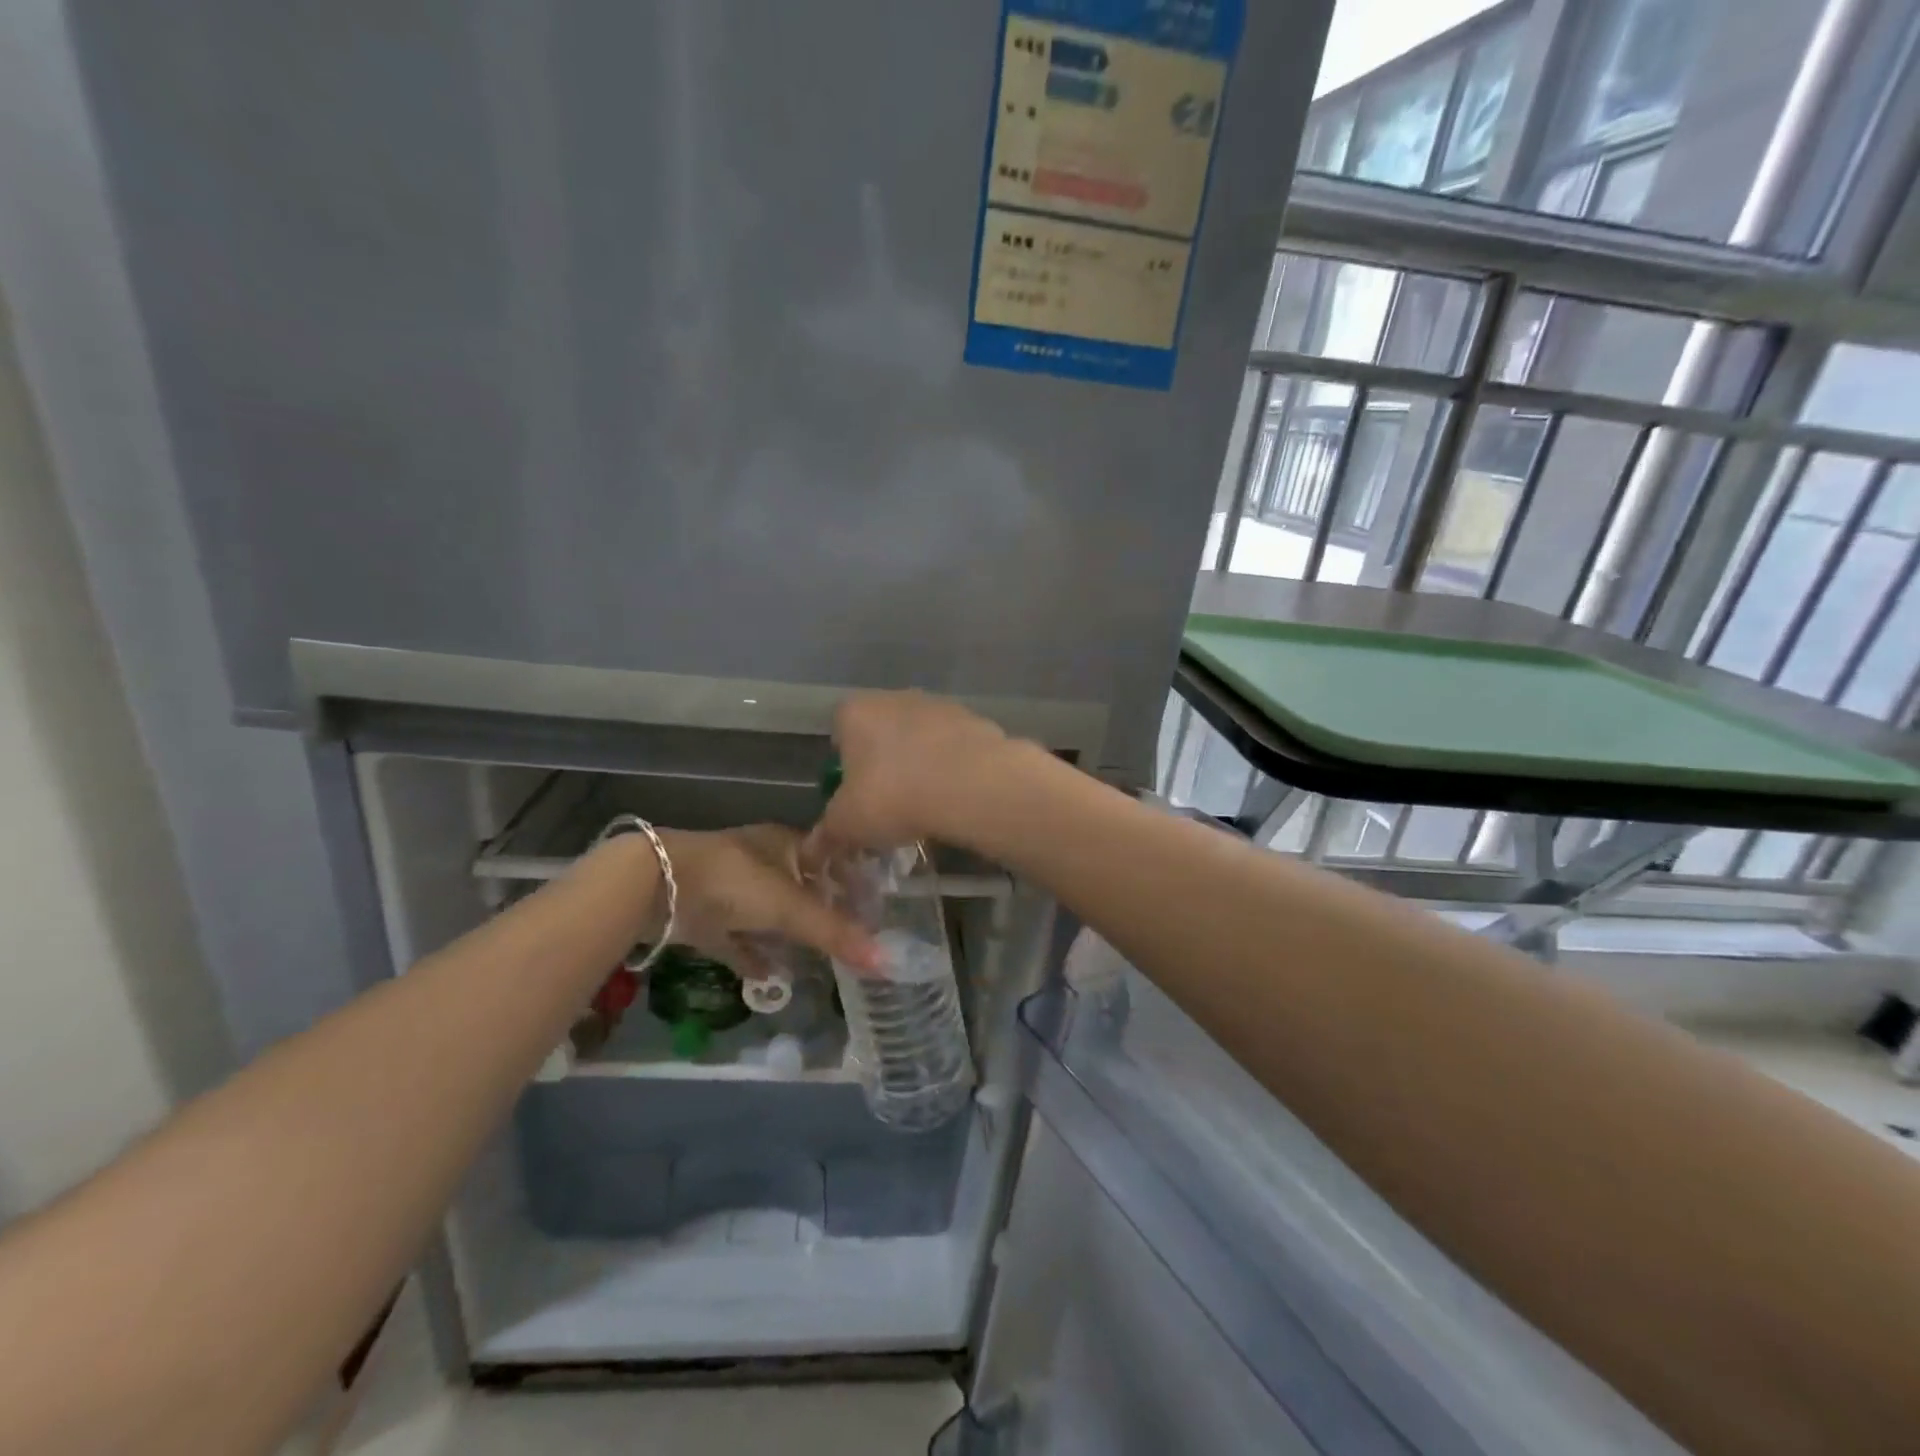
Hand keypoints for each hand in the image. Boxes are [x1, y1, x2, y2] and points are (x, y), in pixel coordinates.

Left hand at [651, 825, 879, 973]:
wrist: (656, 885)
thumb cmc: (734, 881)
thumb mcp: (791, 907)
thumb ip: (835, 933)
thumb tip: (887, 962)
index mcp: (786, 844)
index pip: (830, 859)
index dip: (852, 881)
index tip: (875, 908)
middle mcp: (762, 862)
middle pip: (801, 888)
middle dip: (823, 912)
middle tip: (852, 939)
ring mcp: (730, 889)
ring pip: (769, 914)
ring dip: (789, 935)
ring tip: (819, 960)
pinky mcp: (705, 917)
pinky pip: (738, 938)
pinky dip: (754, 955)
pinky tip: (772, 977)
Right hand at [809, 691, 1022, 856]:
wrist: (971, 786)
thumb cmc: (893, 797)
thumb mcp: (847, 825)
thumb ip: (828, 833)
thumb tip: (813, 850)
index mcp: (855, 711)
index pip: (839, 733)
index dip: (844, 767)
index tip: (855, 798)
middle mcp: (896, 697)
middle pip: (882, 733)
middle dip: (884, 764)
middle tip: (889, 806)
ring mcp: (940, 706)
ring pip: (921, 739)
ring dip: (921, 765)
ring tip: (927, 806)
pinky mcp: (975, 721)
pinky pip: (954, 748)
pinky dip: (953, 768)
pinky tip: (956, 798)